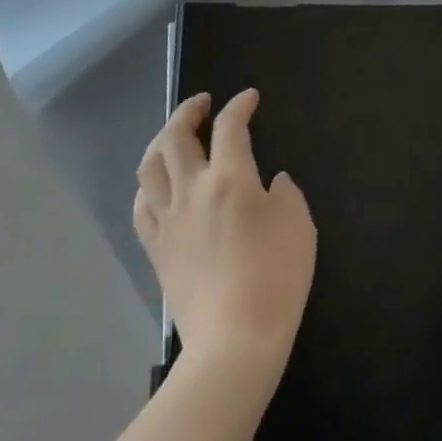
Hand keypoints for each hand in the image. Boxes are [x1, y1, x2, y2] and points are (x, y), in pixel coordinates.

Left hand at [135, 90, 316, 372]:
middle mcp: (192, 191)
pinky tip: (158, 185)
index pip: (229, 126)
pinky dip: (148, 185)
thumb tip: (269, 183)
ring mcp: (169, 221)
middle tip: (203, 103)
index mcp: (230, 179)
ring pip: (149, 166)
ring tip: (175, 136)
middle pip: (175, 137)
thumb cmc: (276, 277)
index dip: (239, 105)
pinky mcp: (157, 250)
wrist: (235, 342)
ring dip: (160, 141)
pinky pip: (141, 206)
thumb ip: (284, 193)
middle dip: (188, 111)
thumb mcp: (299, 224)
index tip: (249, 98)